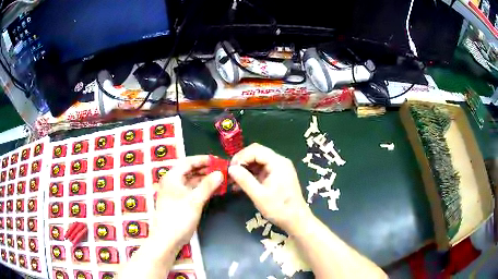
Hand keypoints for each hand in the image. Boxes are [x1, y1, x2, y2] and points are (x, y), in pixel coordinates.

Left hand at [151, 155, 222, 249]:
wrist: (167, 239)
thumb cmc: (178, 217)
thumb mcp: (194, 200)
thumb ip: (208, 186)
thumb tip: (220, 173)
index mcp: (172, 177)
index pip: (188, 162)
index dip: (203, 160)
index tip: (218, 160)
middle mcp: (173, 182)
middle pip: (191, 171)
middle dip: (207, 170)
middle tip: (223, 169)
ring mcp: (177, 193)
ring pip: (193, 181)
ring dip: (206, 180)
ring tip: (222, 178)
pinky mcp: (181, 202)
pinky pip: (193, 191)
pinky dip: (203, 189)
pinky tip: (215, 190)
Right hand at [228, 143, 310, 232]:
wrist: (296, 220)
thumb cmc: (279, 208)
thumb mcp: (259, 196)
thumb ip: (244, 180)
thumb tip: (230, 168)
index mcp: (278, 163)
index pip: (256, 150)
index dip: (241, 157)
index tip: (230, 169)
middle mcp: (279, 162)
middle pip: (257, 153)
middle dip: (242, 162)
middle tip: (230, 174)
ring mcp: (279, 169)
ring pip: (258, 161)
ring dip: (245, 169)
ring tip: (233, 181)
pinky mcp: (277, 176)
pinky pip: (262, 170)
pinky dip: (251, 175)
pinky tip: (242, 185)